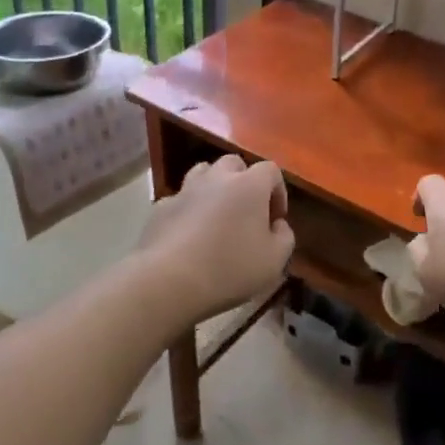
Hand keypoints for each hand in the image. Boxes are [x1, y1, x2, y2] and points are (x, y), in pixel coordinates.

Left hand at [139, 156, 294, 320]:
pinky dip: (188, 210)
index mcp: (250, 185)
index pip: (271, 170)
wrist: (168, 281)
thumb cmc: (230, 268)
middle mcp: (217, 178)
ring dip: (214, 188)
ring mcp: (185, 190)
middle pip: (234, 164)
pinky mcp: (161, 208)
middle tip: (246, 212)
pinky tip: (188, 235)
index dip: (278, 191)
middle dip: (244, 182)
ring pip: (203, 174)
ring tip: (217, 216)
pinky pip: (180, 200)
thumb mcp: (274, 261)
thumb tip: (277, 225)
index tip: (275, 219)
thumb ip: (284, 237)